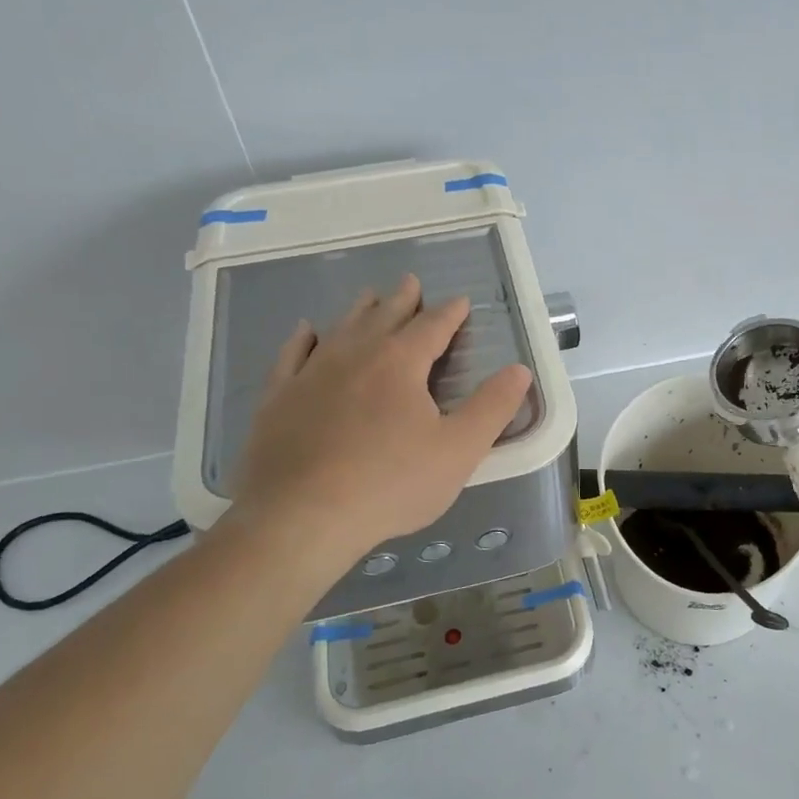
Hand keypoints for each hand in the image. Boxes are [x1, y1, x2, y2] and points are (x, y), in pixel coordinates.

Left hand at [221, 274, 532, 568]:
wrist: (301, 517)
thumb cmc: (390, 484)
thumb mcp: (459, 450)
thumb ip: (493, 407)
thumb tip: (520, 370)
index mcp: (401, 363)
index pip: (432, 326)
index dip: (450, 313)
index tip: (460, 300)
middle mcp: (355, 355)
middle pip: (384, 317)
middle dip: (402, 300)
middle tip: (410, 282)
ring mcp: (311, 374)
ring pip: (340, 329)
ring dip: (359, 311)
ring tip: (369, 296)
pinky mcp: (278, 398)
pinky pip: (292, 355)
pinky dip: (302, 338)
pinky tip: (306, 331)